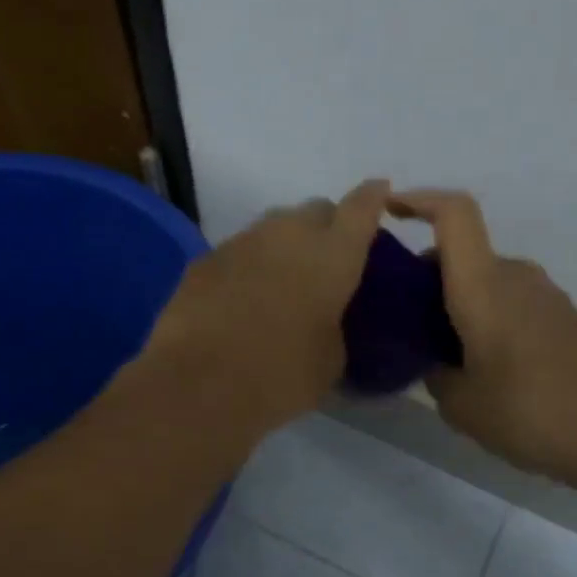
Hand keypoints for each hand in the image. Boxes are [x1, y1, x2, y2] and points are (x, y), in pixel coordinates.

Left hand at [145, 179, 390, 432]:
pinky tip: (244, 298)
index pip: (362, 207)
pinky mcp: (205, 259)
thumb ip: (335, 326)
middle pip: (316, 210)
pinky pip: (240, 251)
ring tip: (284, 281)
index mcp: (333, 254)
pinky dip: (250, 265)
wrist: (197, 383)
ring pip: (275, 226)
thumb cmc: (280, 375)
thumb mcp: (330, 360)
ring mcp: (242, 241)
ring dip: (286, 245)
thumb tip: (322, 320)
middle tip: (327, 261)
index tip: (380, 192)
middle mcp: (288, 234)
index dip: (373, 198)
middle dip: (328, 226)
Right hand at [389, 189, 576, 489]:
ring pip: (487, 282)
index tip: (389, 211)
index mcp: (484, 286)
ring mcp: (546, 296)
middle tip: (405, 324)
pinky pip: (512, 302)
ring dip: (458, 304)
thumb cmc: (533, 413)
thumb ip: (436, 375)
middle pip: (462, 255)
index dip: (418, 200)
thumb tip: (438, 363)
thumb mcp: (462, 406)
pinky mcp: (567, 318)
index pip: (453, 214)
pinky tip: (486, 369)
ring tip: (444, 356)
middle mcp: (515, 277)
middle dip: (427, 278)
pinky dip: (488, 319)